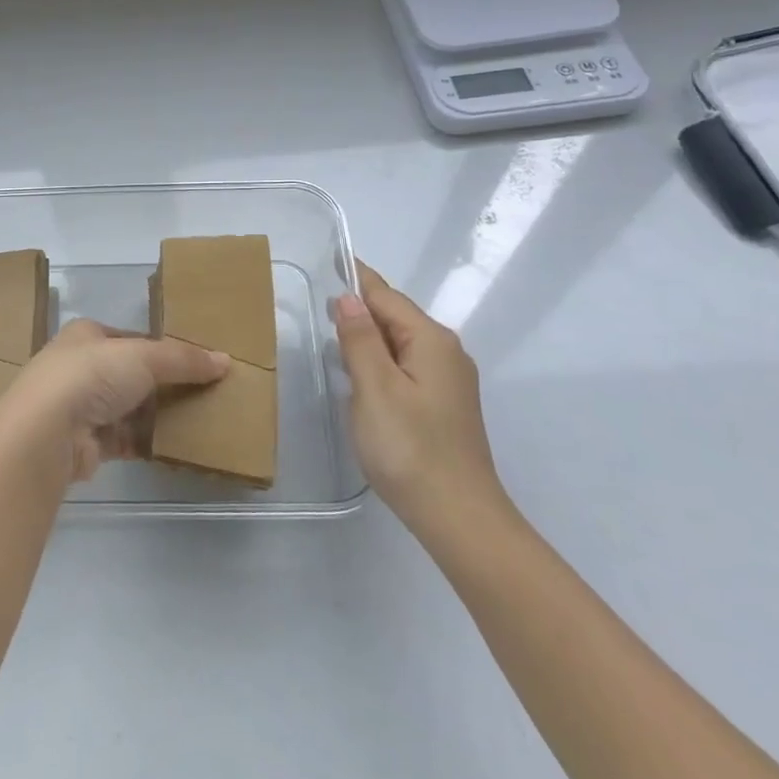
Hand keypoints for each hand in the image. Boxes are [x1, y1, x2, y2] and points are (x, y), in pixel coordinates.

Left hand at [0, 318, 229, 481]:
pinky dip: (146, 442)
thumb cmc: (91, 376)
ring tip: (197, 420)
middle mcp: (79, 367)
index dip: (161, 348)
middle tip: (202, 393)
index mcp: (86, 335)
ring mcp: (79, 407)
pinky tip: (174, 447)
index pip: (131, 338)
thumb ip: (183, 359)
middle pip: (131, 374)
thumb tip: (225, 360)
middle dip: (162, 385)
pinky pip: (124, 440)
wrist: (45, 433)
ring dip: (156, 416)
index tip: (194, 362)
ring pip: (128, 408)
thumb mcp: (143, 356)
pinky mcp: (84, 444)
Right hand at [332, 263, 509, 543]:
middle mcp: (446, 352)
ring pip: (401, 343)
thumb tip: (347, 297)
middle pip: (396, 317)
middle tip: (319, 303)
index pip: (386, 297)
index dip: (356, 279)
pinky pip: (406, 366)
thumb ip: (360, 339)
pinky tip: (362, 375)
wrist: (458, 518)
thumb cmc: (410, 448)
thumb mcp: (374, 388)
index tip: (330, 260)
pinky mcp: (444, 405)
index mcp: (431, 340)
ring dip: (369, 336)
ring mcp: (449, 381)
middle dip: (361, 307)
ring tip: (334, 334)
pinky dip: (381, 360)